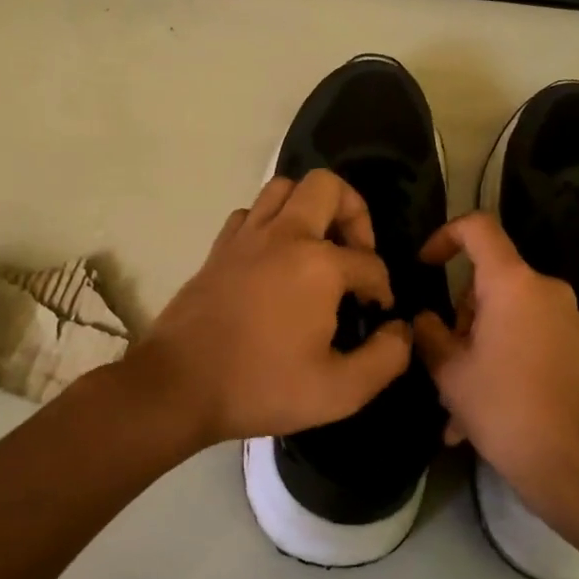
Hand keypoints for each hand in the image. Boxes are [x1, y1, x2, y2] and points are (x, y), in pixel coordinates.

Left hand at [130, 170, 412, 448]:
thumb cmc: (261, 387)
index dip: (382, 288)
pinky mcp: (218, 248)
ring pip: (284, 188)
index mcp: (319, 265)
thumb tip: (401, 330)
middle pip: (328, 187)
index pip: (370, 262)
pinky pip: (250, 213)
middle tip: (354, 254)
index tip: (376, 314)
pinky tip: (275, 258)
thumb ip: (386, 358)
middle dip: (354, 213)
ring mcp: (246, 237)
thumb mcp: (340, 391)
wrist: (178, 387)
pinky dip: (270, 223)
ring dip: (310, 208)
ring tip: (318, 249)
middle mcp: (284, 235)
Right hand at [412, 213, 578, 525]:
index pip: (478, 228)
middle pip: (488, 283)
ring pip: (505, 317)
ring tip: (455, 407)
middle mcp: (545, 290)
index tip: (424, 266)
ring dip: (476, 349)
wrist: (573, 465)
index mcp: (513, 283)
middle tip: (441, 364)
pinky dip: (501, 360)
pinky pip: (526, 339)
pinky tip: (480, 414)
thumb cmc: (504, 408)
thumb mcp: (450, 371)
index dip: (444, 236)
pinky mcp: (577, 347)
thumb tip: (423, 319)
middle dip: (459, 319)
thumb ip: (428, 333)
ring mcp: (567, 319)